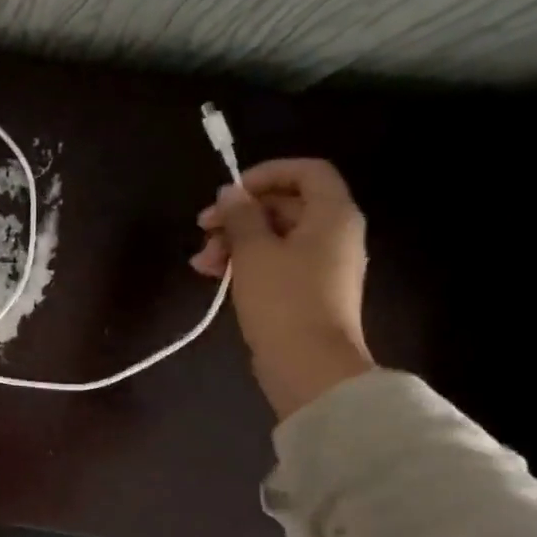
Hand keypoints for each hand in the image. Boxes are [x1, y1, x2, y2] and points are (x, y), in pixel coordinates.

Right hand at [191, 157, 373, 420]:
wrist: (308, 365)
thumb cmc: (283, 299)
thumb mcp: (253, 250)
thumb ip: (240, 215)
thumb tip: (230, 192)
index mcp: (332, 215)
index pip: (307, 171)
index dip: (266, 173)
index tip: (229, 193)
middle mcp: (334, 234)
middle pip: (285, 205)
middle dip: (239, 214)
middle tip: (202, 229)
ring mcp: (321, 265)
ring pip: (274, 236)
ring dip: (234, 241)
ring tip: (202, 263)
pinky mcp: (306, 291)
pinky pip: (275, 262)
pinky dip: (245, 262)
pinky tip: (213, 275)